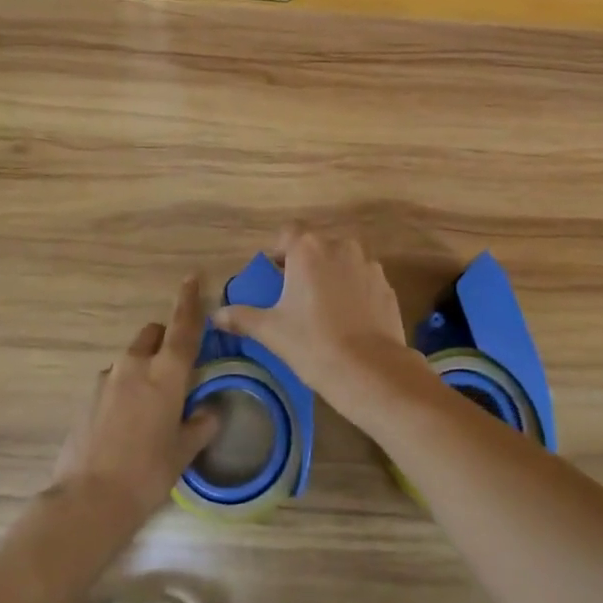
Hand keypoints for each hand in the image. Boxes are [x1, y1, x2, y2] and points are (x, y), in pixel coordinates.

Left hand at [52, 276, 220, 528]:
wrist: (89, 500)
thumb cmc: (148, 473)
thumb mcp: (184, 451)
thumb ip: (201, 424)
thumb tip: (211, 410)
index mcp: (167, 373)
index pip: (183, 327)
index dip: (189, 301)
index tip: (192, 278)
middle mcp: (136, 365)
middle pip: (153, 334)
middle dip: (166, 339)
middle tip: (177, 366)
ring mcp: (108, 379)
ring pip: (132, 356)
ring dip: (145, 365)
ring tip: (152, 402)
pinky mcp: (88, 398)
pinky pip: (115, 380)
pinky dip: (125, 387)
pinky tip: (128, 420)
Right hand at [214, 225, 412, 405]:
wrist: (370, 370)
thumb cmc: (313, 343)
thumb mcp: (271, 331)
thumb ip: (242, 317)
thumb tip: (216, 316)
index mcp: (309, 249)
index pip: (289, 232)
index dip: (280, 251)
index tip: (276, 276)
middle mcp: (341, 246)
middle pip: (317, 246)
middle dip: (306, 265)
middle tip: (297, 296)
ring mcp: (368, 264)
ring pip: (343, 262)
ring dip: (332, 276)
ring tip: (325, 309)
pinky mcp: (387, 285)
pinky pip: (363, 280)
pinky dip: (354, 291)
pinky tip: (349, 320)